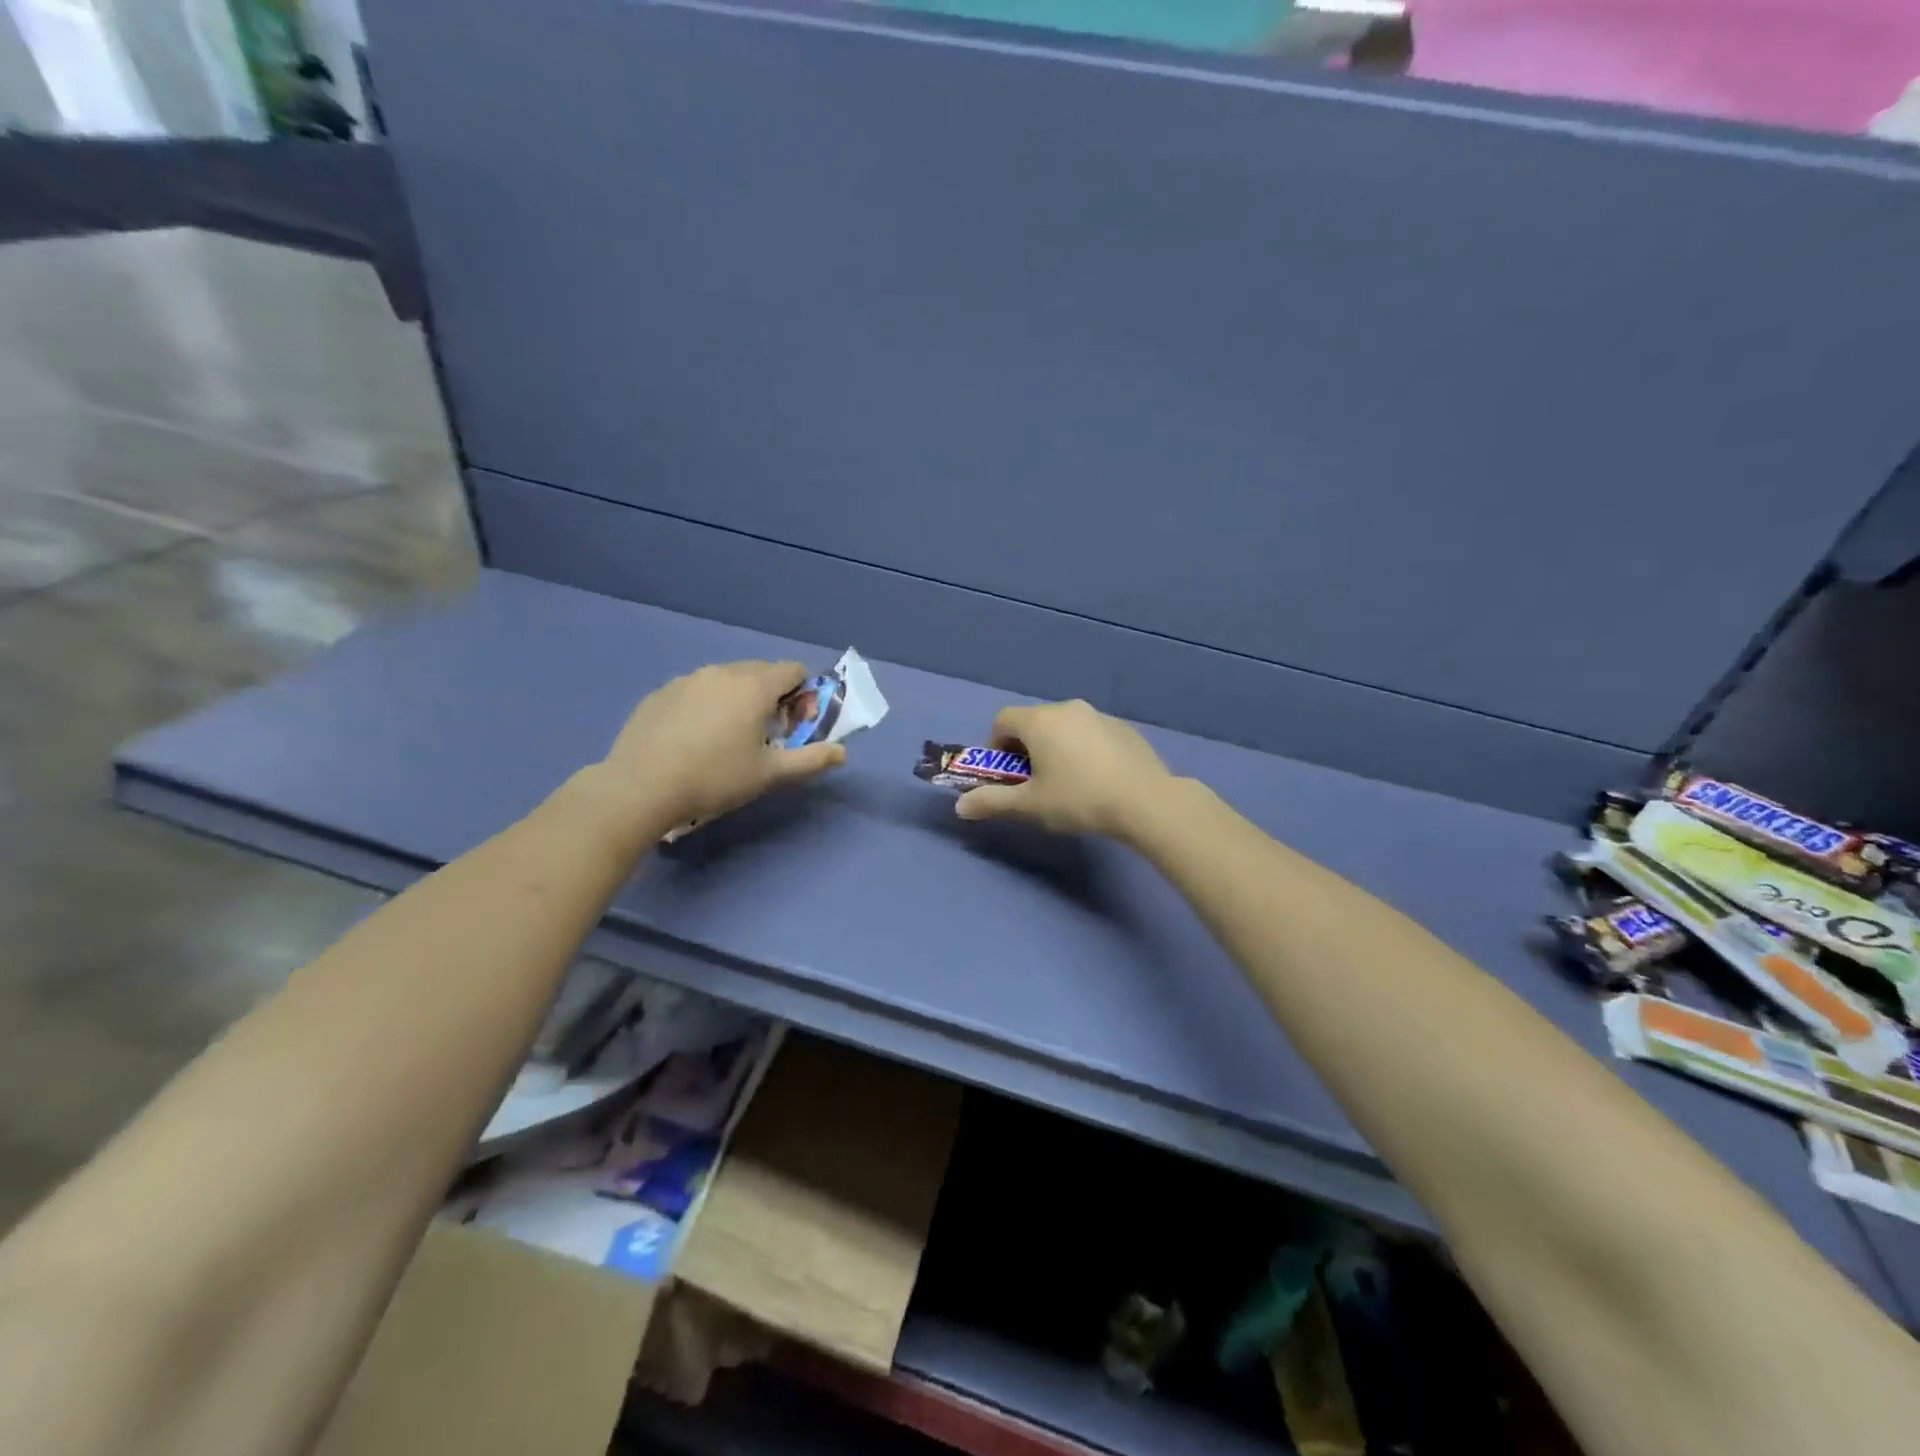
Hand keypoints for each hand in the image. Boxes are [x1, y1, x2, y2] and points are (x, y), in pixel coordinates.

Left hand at [597, 660, 845, 833]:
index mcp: (754, 686)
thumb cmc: (715, 778)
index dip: (802, 694)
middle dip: (771, 696)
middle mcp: (722, 672)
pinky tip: (692, 740)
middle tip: (763, 734)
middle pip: (760, 672)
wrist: (641, 787)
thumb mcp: (770, 774)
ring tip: (725, 739)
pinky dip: (705, 706)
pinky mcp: (659, 694)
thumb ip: (811, 760)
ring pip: (725, 680)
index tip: (794, 725)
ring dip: (737, 699)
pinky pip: (695, 691)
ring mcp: (686, 680)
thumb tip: (842, 752)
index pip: (793, 670)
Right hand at [954, 699, 1175, 840]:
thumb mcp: (1030, 806)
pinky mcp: (1124, 728)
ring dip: (1055, 747)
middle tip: (1034, 783)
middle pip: (1033, 722)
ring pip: (1064, 727)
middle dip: (1025, 748)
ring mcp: (1099, 715)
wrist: (1145, 801)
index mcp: (1040, 721)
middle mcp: (1068, 709)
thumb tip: (960, 806)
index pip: (1002, 720)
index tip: (1005, 774)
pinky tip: (1096, 779)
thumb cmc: (1078, 799)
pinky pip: (1090, 733)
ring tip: (1067, 782)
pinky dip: (1083, 749)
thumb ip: (992, 802)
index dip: (995, 746)